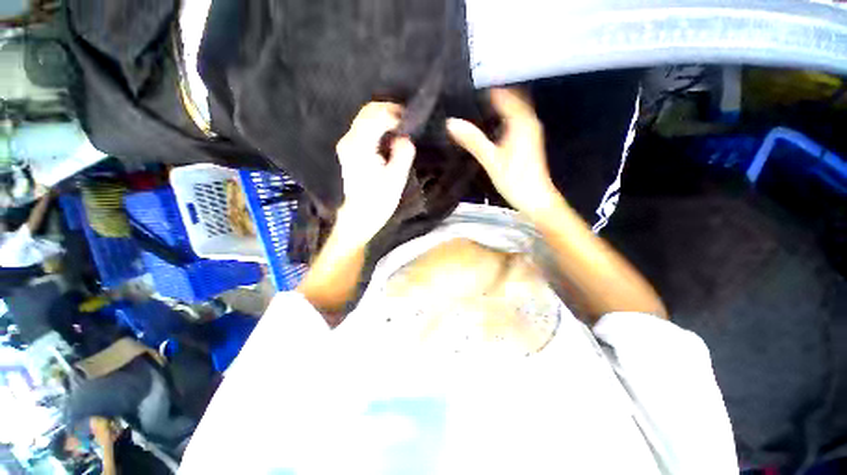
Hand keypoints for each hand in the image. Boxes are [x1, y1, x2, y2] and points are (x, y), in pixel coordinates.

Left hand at [335, 102, 415, 244]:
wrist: (359, 217)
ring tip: (401, 130)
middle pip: (368, 111)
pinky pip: (364, 128)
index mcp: (360, 146)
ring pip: (365, 117)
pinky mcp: (349, 150)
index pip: (377, 115)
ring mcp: (347, 144)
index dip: (397, 114)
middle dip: (390, 112)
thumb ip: (403, 153)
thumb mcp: (396, 179)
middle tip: (408, 124)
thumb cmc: (378, 201)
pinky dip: (379, 127)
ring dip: (385, 119)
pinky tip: (390, 138)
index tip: (412, 122)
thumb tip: (405, 137)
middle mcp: (349, 140)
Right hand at [447, 88, 557, 216]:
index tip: (468, 81)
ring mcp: (530, 129)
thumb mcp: (491, 161)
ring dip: (498, 102)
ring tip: (475, 100)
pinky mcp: (528, 139)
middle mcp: (528, 120)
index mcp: (521, 122)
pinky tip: (489, 119)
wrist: (536, 199)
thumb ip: (473, 140)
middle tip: (469, 89)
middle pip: (511, 96)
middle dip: (493, 90)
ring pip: (514, 106)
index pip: (504, 93)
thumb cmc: (515, 180)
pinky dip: (503, 113)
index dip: (487, 85)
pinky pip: (515, 117)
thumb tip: (451, 122)